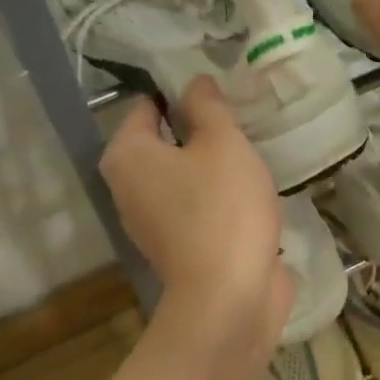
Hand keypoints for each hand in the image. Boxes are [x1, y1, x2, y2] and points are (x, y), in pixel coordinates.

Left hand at [99, 78, 292, 379]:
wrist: (230, 297)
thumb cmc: (223, 210)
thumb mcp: (224, 144)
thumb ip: (208, 106)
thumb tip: (195, 82)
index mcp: (127, 155)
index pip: (147, 105)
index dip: (183, 94)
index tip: (222, 96)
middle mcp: (128, 187)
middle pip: (165, 142)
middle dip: (202, 134)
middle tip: (242, 125)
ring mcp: (152, 222)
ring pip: (184, 178)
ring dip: (214, 169)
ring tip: (252, 159)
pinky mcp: (180, 248)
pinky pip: (198, 209)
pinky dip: (219, 201)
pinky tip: (250, 197)